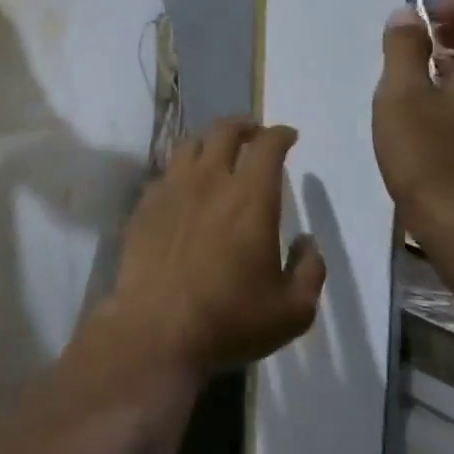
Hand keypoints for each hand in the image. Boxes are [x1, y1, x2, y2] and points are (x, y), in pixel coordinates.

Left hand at [106, 119, 325, 376]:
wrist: (157, 328)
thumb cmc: (230, 319)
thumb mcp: (292, 310)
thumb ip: (309, 271)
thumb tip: (307, 243)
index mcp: (250, 198)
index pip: (268, 147)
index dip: (280, 135)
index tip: (288, 136)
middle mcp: (209, 181)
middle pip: (224, 131)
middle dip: (243, 125)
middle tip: (253, 133)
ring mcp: (171, 189)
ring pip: (189, 146)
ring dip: (208, 142)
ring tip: (217, 153)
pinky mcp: (144, 205)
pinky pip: (164, 173)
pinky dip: (180, 171)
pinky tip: (184, 188)